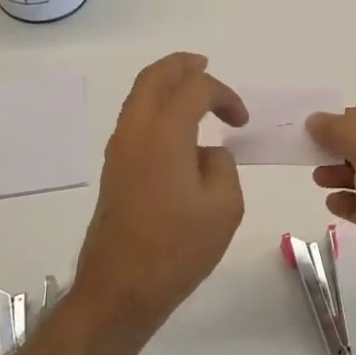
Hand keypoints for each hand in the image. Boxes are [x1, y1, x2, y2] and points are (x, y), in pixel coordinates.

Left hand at [76, 54, 248, 337]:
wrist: (120, 289)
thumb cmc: (177, 248)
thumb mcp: (224, 207)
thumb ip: (223, 166)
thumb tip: (206, 155)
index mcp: (164, 134)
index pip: (195, 89)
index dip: (224, 94)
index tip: (241, 121)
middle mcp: (135, 131)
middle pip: (154, 78)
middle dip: (182, 66)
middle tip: (205, 65)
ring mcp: (119, 150)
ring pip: (139, 96)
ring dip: (166, 86)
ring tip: (192, 90)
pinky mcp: (114, 170)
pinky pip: (135, 120)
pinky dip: (156, 108)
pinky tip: (177, 129)